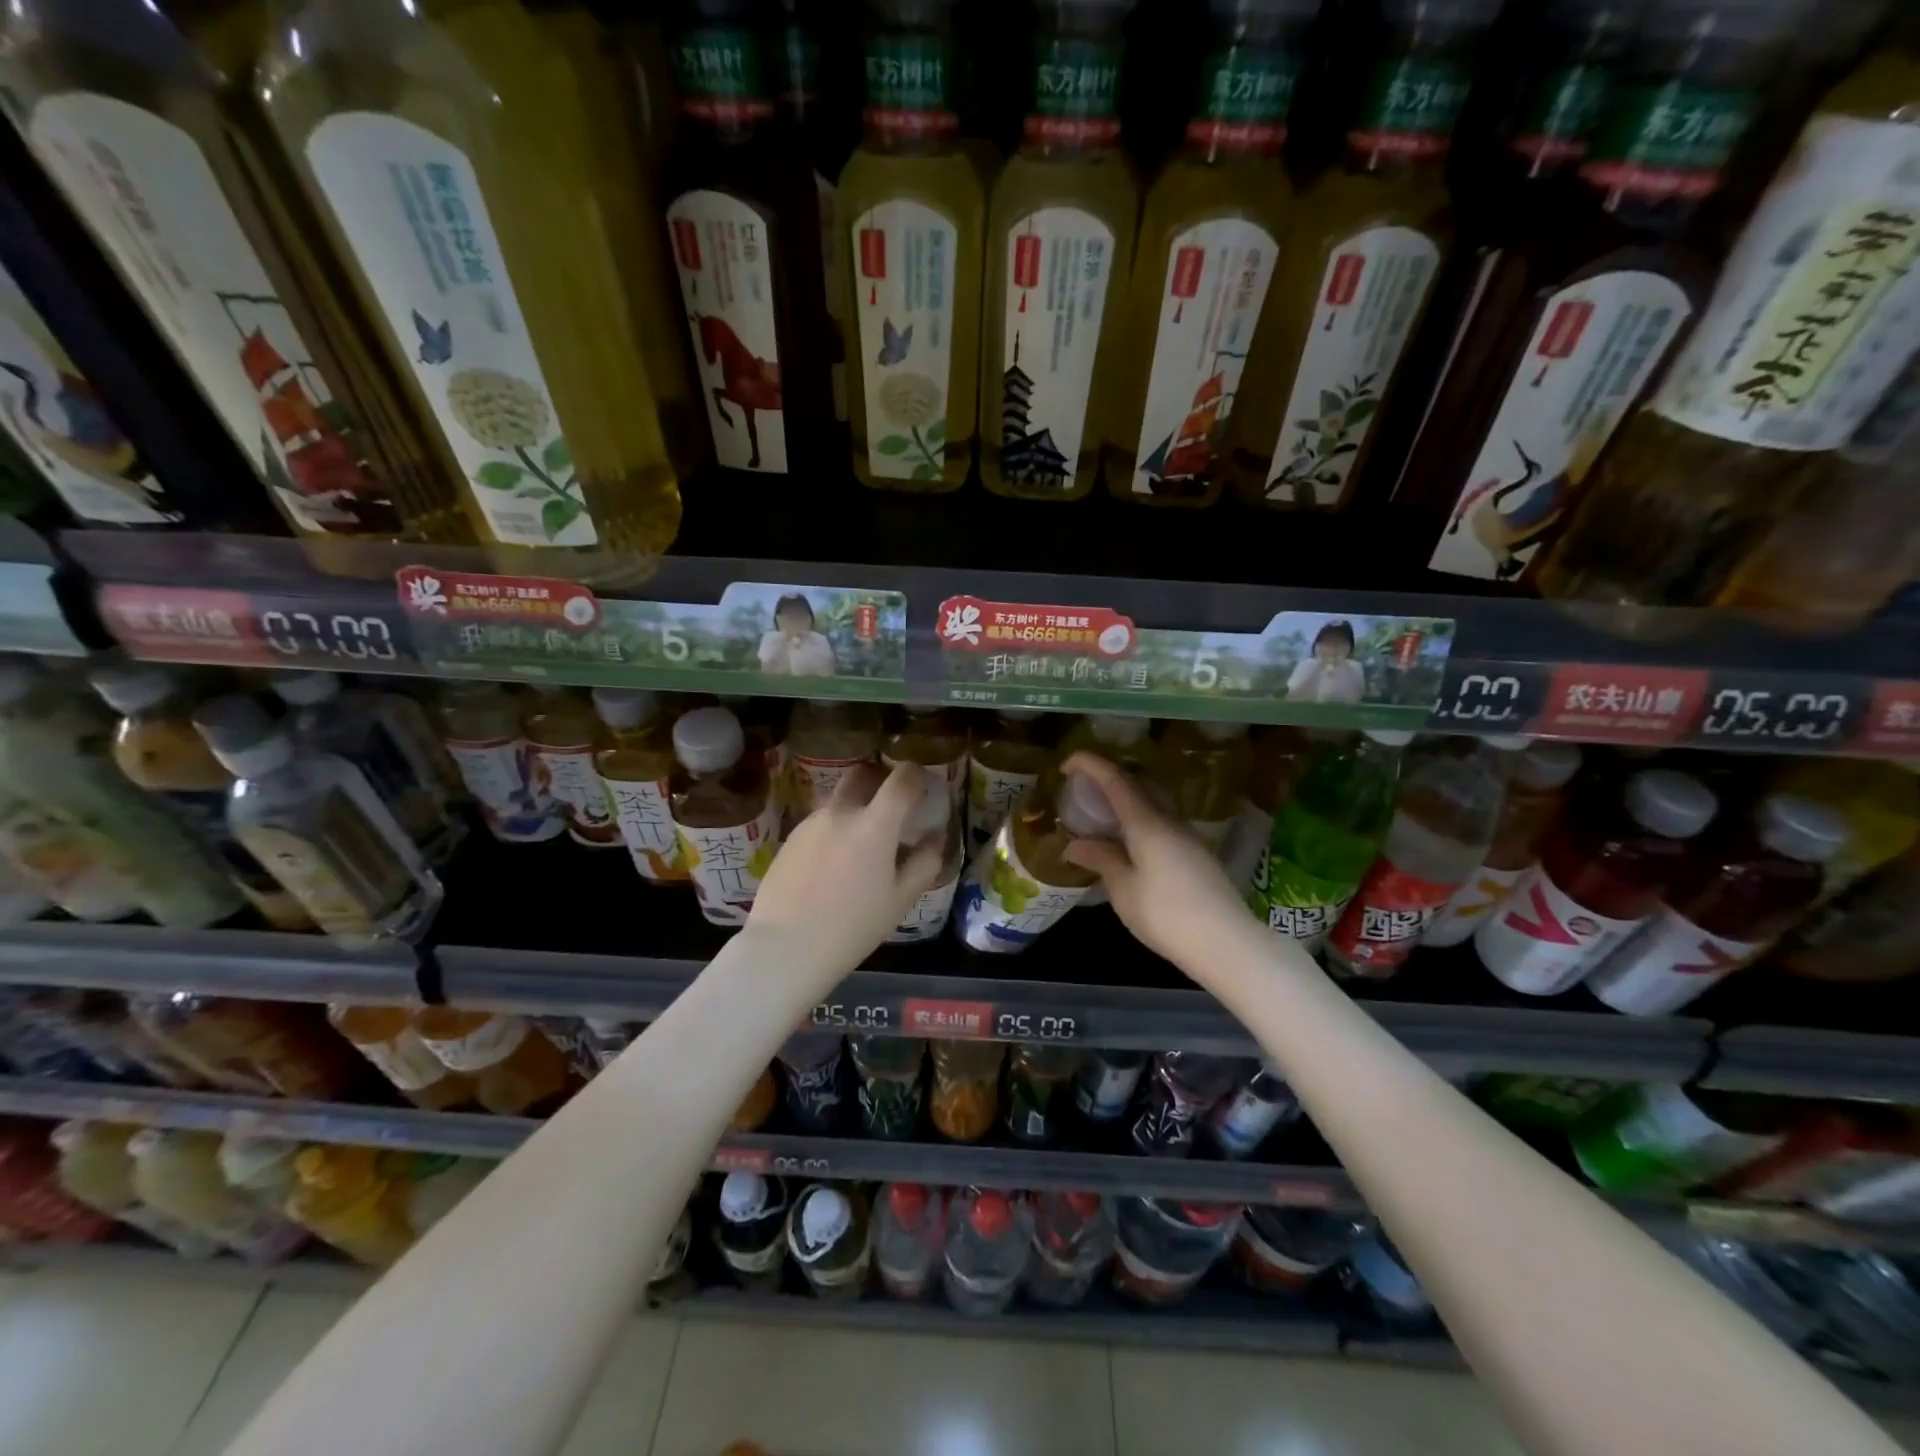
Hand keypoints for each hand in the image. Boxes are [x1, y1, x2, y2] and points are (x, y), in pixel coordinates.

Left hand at [744, 761, 946, 988]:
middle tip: (892, 806)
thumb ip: (925, 863)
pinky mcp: (790, 838)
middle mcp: (841, 812)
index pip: (902, 778)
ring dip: (855, 809)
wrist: (785, 948)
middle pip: (862, 774)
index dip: (918, 774)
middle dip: (880, 780)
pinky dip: (834, 830)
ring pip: (839, 801)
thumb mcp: (900, 900)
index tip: (924, 785)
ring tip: (861, 846)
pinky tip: (833, 864)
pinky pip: (820, 822)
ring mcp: (811, 823)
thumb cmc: (852, 927)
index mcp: (875, 824)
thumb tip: (935, 837)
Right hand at [1061, 751, 1269, 981]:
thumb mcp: (1124, 889)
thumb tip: (1075, 845)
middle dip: (1107, 781)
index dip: (1090, 765)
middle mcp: (1170, 821)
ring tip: (1101, 821)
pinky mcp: (1196, 856)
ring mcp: (1187, 837)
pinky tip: (1128, 846)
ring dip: (1124, 803)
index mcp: (1147, 823)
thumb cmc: (1166, 915)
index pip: (1115, 779)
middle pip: (1137, 786)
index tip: (1065, 765)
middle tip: (1081, 794)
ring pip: (1151, 806)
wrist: (1227, 944)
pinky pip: (1161, 825)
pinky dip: (1138, 823)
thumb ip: (1101, 859)